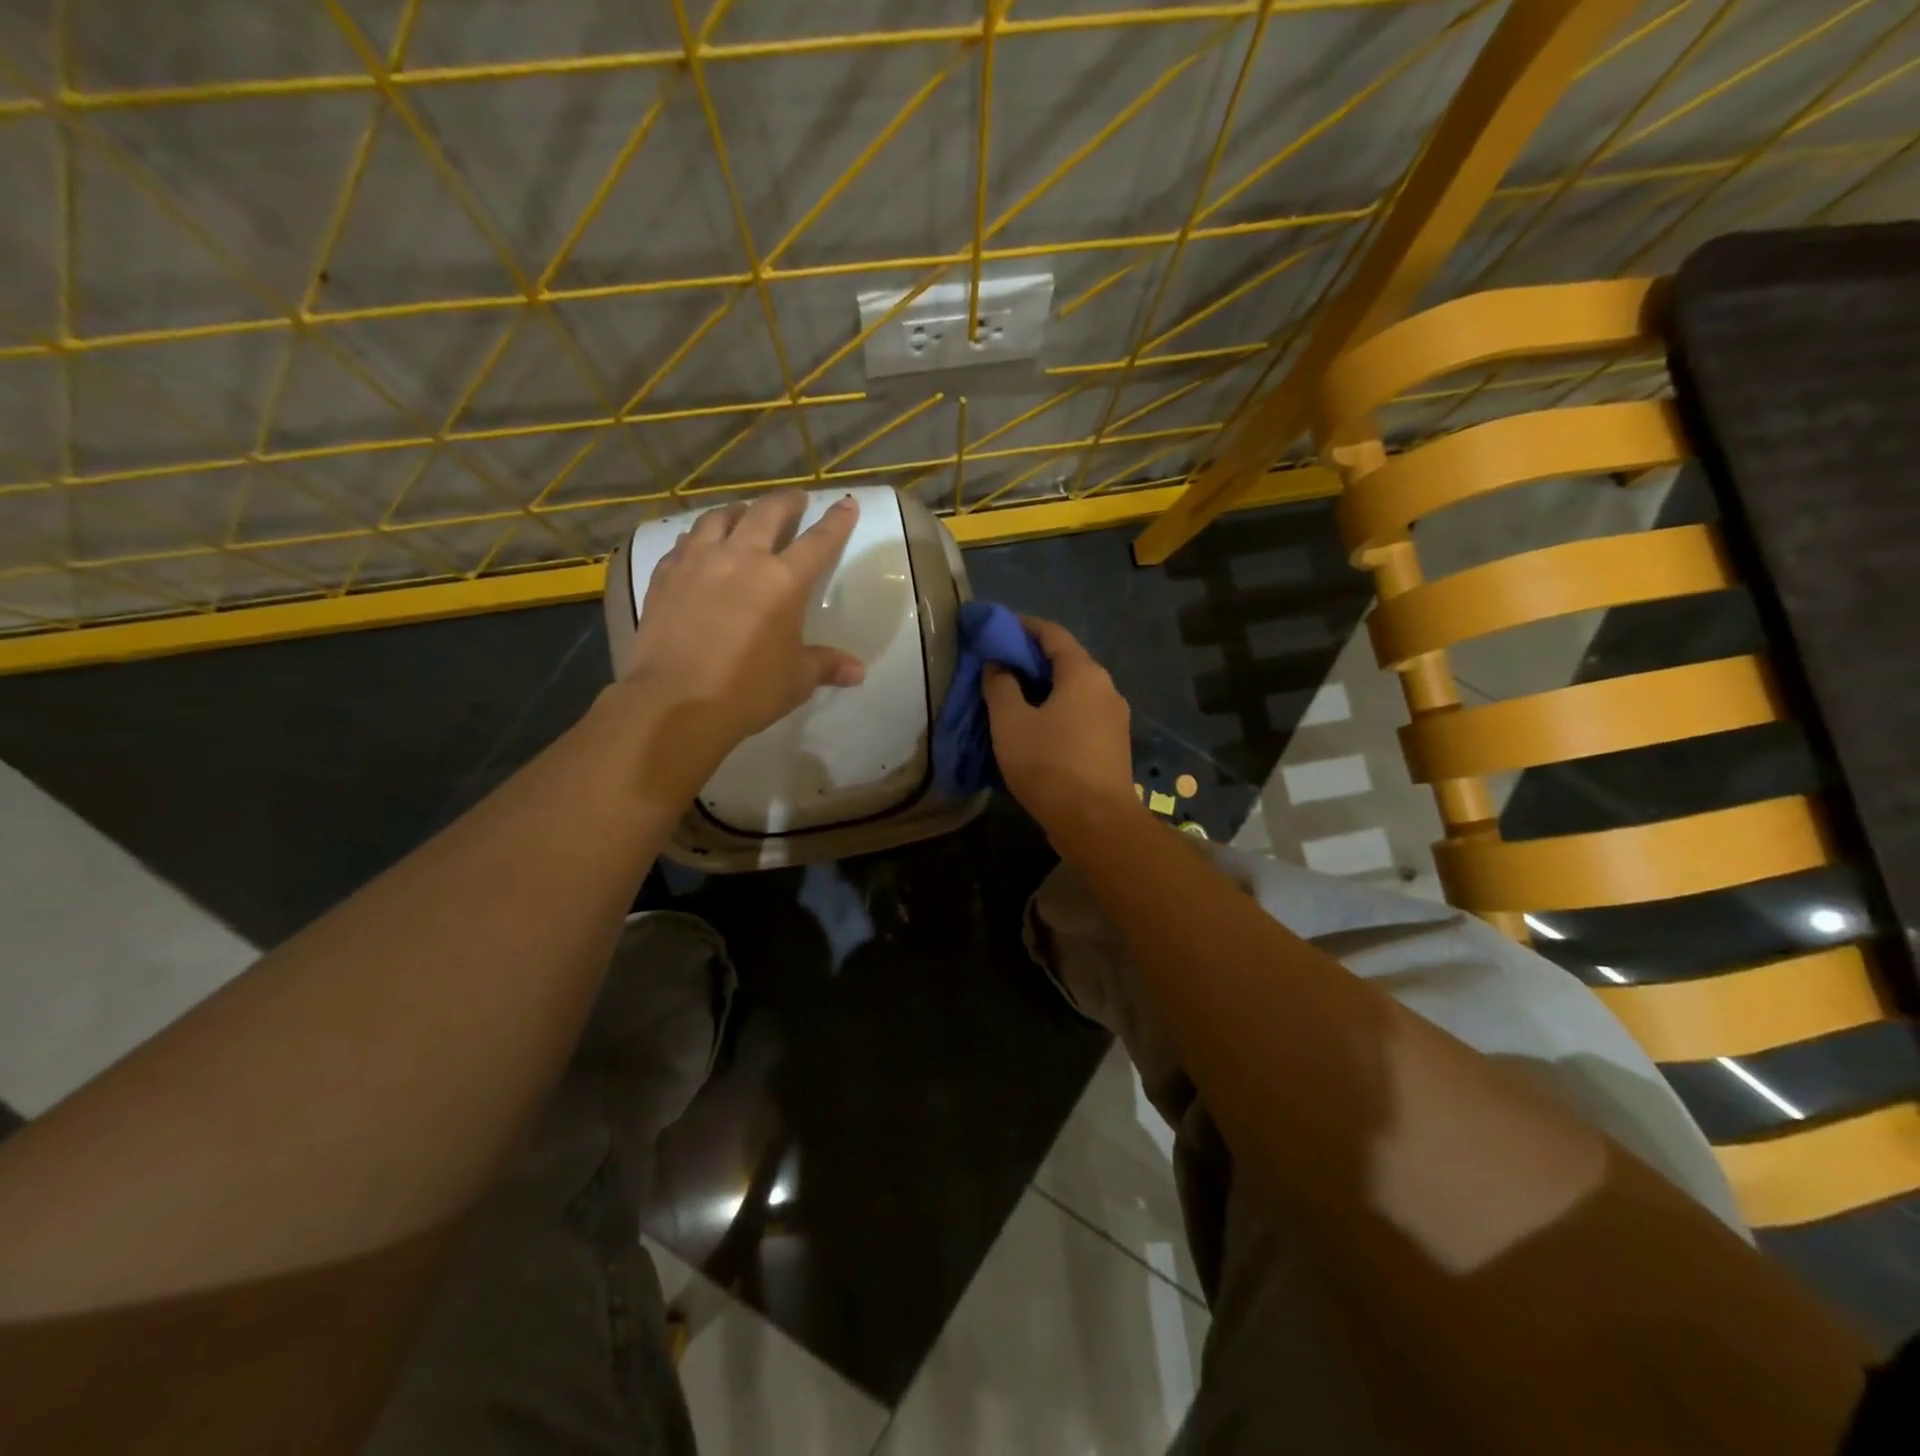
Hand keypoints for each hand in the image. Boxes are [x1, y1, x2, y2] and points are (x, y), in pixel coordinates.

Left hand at [616, 491, 864, 779]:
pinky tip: (700, 546)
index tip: (846, 504)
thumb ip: (825, 665)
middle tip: (795, 501)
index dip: (836, 521)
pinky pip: (686, 541)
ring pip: (720, 517)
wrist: (674, 702)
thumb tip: (857, 671)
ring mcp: (698, 561)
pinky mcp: (666, 574)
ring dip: (738, 511)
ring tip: (744, 515)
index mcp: (783, 581)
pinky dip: (700, 537)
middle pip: (767, 513)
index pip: (819, 541)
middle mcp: (742, 558)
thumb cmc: (746, 691)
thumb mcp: (795, 681)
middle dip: (786, 502)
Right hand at [982, 616, 1136, 833]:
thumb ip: (1000, 686)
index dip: (1022, 627)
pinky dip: (1057, 710)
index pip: (1051, 633)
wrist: (1096, 823)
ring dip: (1043, 688)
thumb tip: (998, 665)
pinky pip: (1081, 713)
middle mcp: (1105, 687)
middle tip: (997, 667)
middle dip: (1031, 659)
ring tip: (1012, 698)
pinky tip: (1036, 728)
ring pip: (1074, 690)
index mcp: (1083, 673)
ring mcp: (1114, 717)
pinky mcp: (1113, 743)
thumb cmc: (1049, 766)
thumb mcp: (1011, 723)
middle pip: (1065, 660)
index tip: (996, 630)